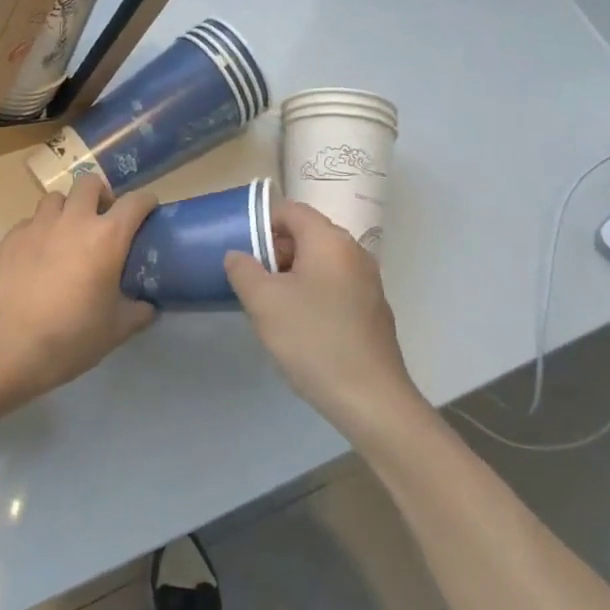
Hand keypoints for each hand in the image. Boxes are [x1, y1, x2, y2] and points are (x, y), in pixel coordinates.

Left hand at [0, 175, 158, 410]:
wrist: (11, 347)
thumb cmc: (72, 337)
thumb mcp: (117, 329)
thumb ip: (138, 311)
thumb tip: (147, 306)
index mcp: (107, 237)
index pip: (135, 202)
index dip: (146, 203)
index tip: (148, 212)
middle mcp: (73, 221)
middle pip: (89, 183)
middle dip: (101, 195)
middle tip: (103, 220)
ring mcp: (38, 226)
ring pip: (56, 198)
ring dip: (67, 208)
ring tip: (68, 233)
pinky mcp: (11, 237)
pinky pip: (30, 221)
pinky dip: (40, 230)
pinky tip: (39, 254)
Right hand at [224, 200, 422, 441]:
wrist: (371, 399)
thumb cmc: (313, 339)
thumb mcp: (263, 302)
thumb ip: (243, 269)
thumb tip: (237, 255)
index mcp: (330, 241)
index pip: (291, 210)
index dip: (260, 222)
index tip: (239, 249)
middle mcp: (353, 253)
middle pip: (306, 235)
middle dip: (273, 251)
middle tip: (249, 280)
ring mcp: (367, 283)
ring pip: (318, 263)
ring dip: (290, 275)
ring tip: (268, 304)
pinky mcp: (371, 310)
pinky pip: (333, 286)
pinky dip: (310, 294)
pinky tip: (297, 326)